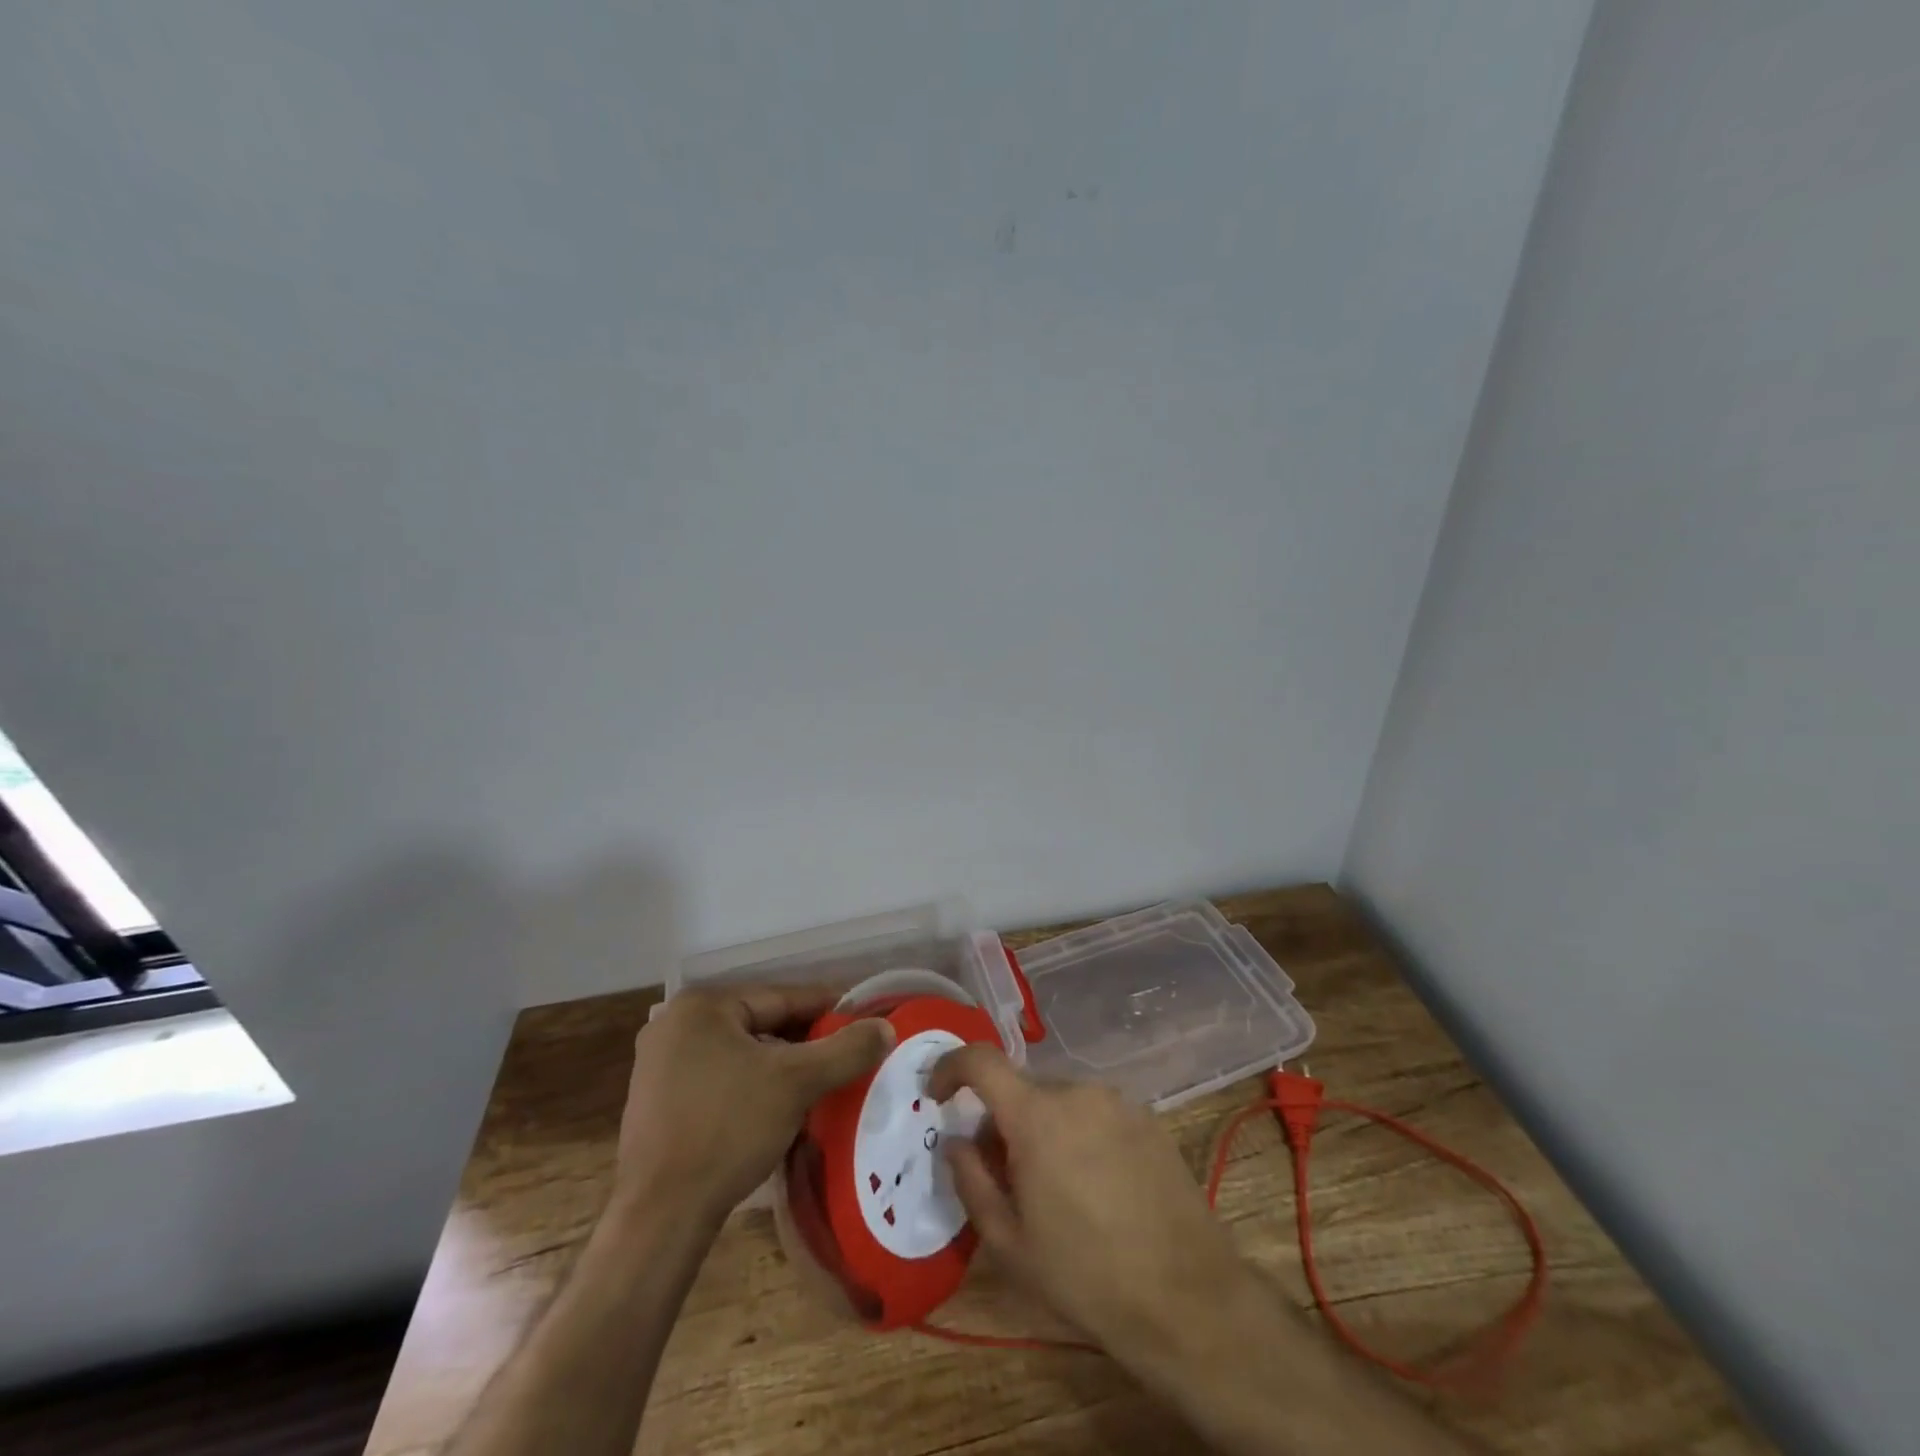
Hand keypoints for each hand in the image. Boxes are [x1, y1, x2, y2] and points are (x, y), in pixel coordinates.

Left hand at [614, 984, 893, 1225]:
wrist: (660, 1216)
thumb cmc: (728, 1130)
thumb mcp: (797, 1083)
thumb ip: (845, 1049)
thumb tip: (886, 1028)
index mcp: (702, 1006)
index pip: (780, 998)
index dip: (827, 1008)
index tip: (861, 1019)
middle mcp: (675, 1024)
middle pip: (759, 1024)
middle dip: (803, 1040)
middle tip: (844, 1054)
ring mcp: (658, 1064)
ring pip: (740, 1053)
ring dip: (779, 1065)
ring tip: (819, 1081)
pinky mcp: (656, 1101)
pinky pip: (718, 1077)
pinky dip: (751, 1085)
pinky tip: (776, 1107)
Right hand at [929, 1046, 1247, 1365]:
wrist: (1186, 1299)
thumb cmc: (1085, 1276)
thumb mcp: (1010, 1243)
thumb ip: (971, 1181)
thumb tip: (956, 1141)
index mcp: (1036, 1115)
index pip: (981, 1061)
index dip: (951, 1067)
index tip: (938, 1094)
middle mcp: (1077, 1092)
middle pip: (1023, 1089)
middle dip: (1003, 1120)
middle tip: (1004, 1173)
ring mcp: (1118, 1102)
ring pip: (1060, 1102)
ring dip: (1044, 1129)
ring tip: (1056, 1189)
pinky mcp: (1149, 1119)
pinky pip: (1096, 1113)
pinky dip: (1081, 1135)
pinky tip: (1097, 1188)